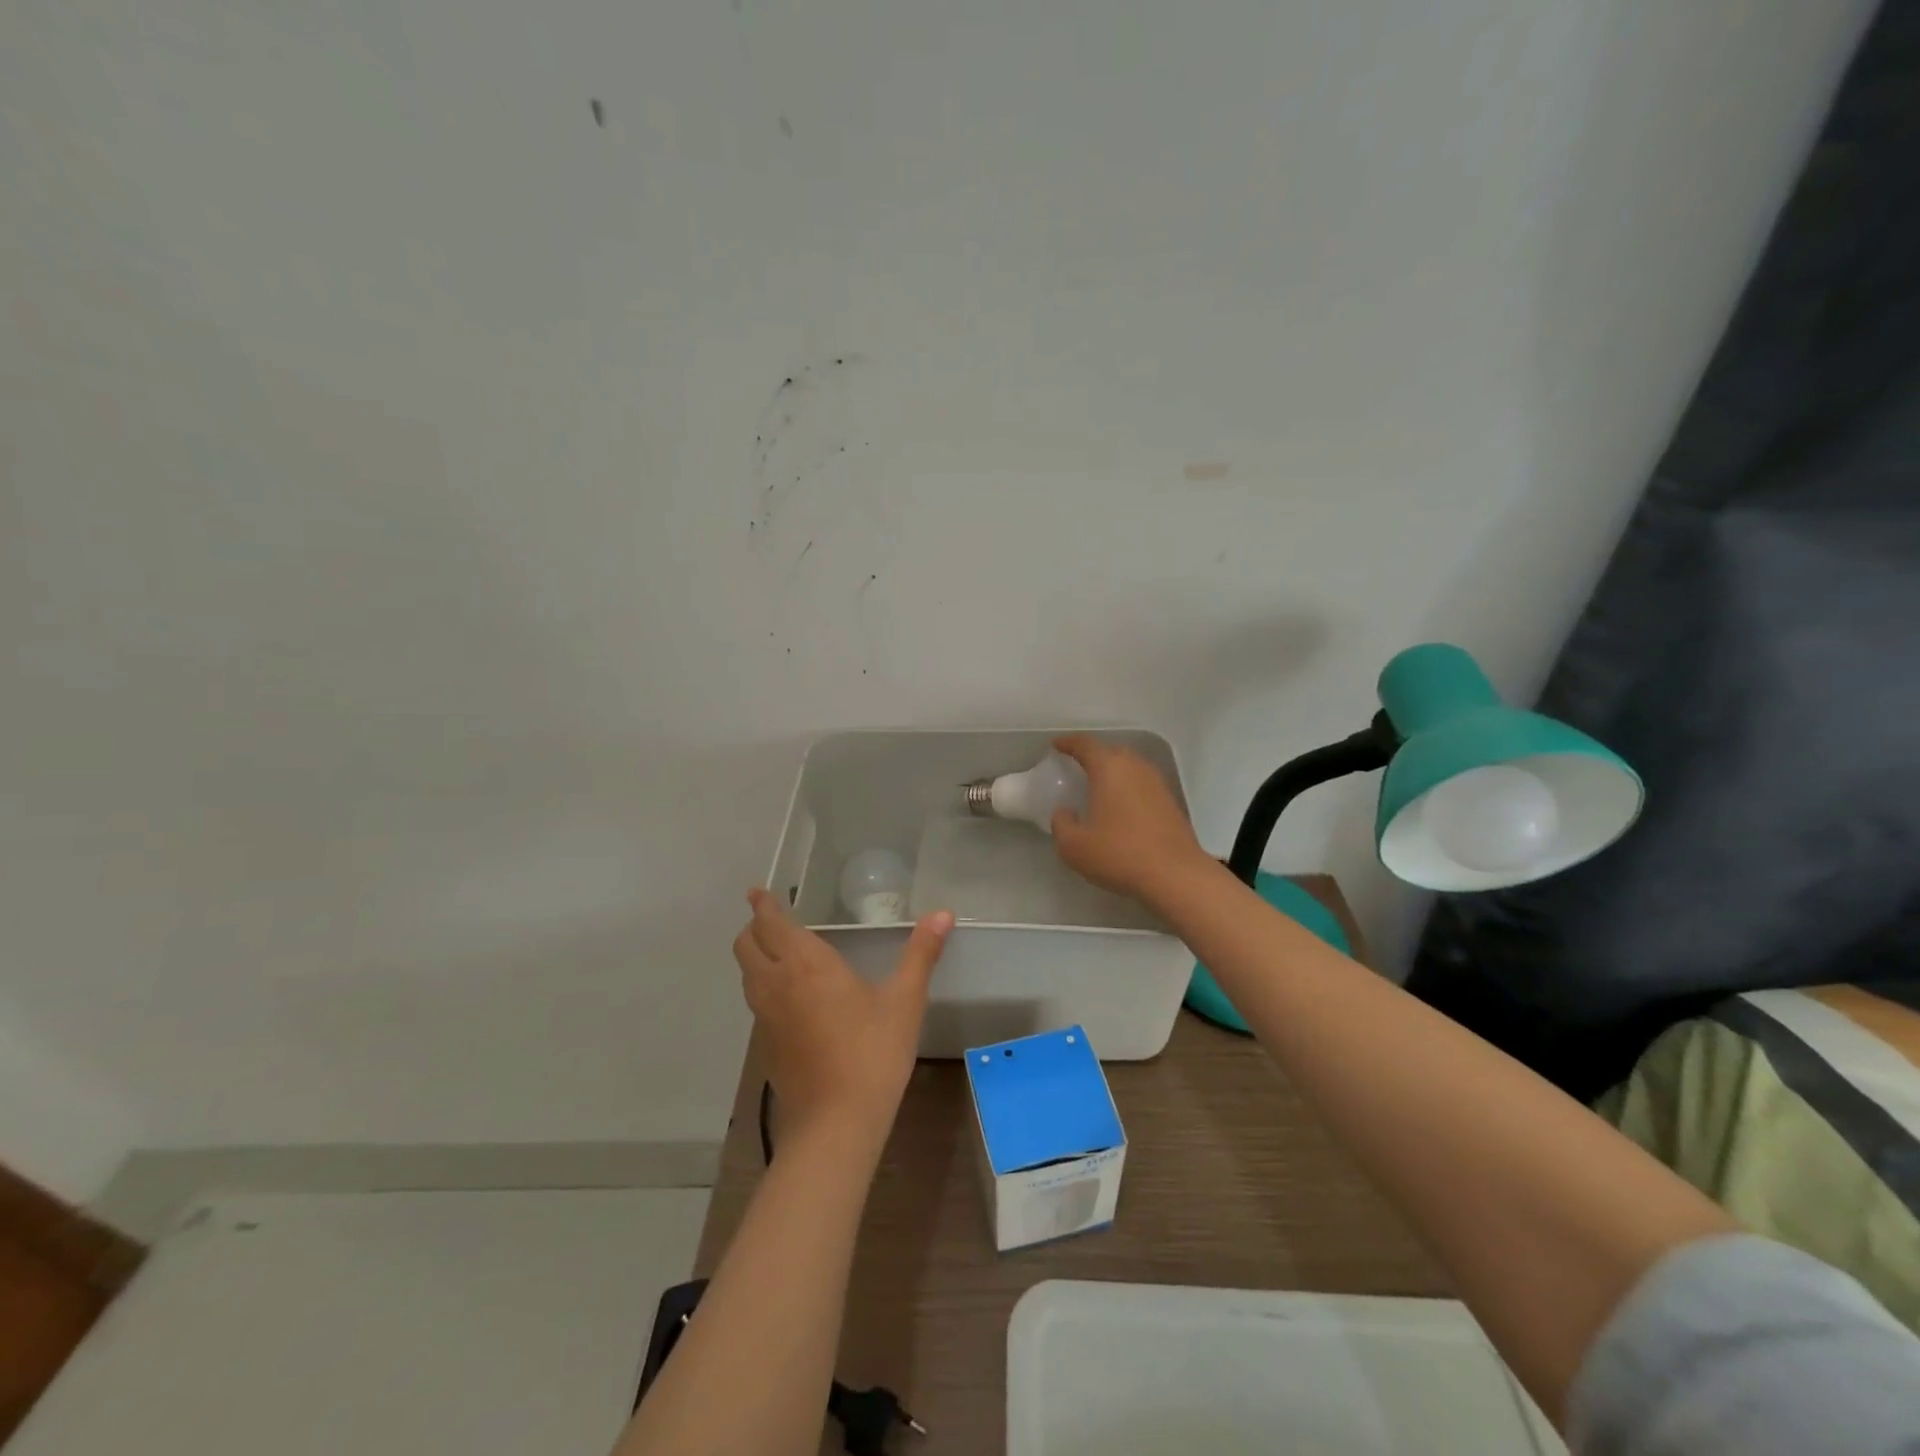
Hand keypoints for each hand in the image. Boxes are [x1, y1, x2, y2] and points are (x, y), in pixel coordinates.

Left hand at [732, 889, 952, 1150]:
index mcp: (805, 964)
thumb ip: (921, 953)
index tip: (757, 892)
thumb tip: (943, 913)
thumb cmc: (872, 1052)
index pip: (770, 923)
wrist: (835, 1124)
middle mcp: (776, 984)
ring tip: (779, 952)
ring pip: (747, 974)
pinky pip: (756, 1002)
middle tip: (771, 919)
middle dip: (753, 927)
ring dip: (756, 956)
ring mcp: (765, 1018)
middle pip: (746, 945)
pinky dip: (763, 985)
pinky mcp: (765, 1046)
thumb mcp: (904, 1000)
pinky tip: (790, 998)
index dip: (762, 905)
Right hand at [1050, 734, 1210, 906]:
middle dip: (1093, 755)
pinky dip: (1128, 787)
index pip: (1085, 745)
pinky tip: (1121, 807)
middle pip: (1111, 751)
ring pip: (1130, 767)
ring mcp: (1157, 784)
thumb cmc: (1119, 854)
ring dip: (1113, 771)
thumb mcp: (1073, 846)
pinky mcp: (1171, 802)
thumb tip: (1064, 812)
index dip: (1068, 743)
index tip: (1056, 746)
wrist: (1175, 875)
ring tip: (1098, 786)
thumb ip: (1061, 824)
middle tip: (1076, 766)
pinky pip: (1142, 784)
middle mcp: (1135, 767)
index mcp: (1109, 768)